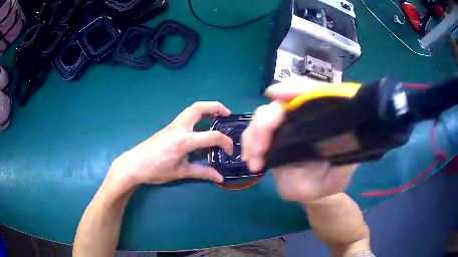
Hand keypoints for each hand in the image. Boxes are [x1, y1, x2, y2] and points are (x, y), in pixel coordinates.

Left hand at [110, 102, 233, 187]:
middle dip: (216, 107)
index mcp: (185, 140)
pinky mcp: (169, 127)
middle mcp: (180, 128)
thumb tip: (220, 177)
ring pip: (192, 109)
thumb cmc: (157, 170)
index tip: (229, 151)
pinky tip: (200, 126)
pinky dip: (197, 115)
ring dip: (206, 109)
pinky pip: (186, 115)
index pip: (212, 136)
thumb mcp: (181, 172)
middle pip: (199, 108)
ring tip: (216, 117)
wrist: (135, 164)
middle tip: (227, 114)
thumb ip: (202, 172)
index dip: (225, 142)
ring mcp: (173, 125)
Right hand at [242, 80, 356, 202]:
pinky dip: (248, 144)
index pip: (312, 92)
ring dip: (254, 135)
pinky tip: (251, 162)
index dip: (295, 88)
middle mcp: (303, 117)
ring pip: (262, 116)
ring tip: (254, 160)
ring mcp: (285, 126)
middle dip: (265, 121)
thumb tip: (336, 139)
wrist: (311, 192)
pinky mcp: (271, 137)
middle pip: (280, 104)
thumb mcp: (340, 175)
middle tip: (260, 148)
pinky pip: (253, 132)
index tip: (276, 94)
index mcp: (323, 119)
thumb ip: (342, 161)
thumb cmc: (328, 181)